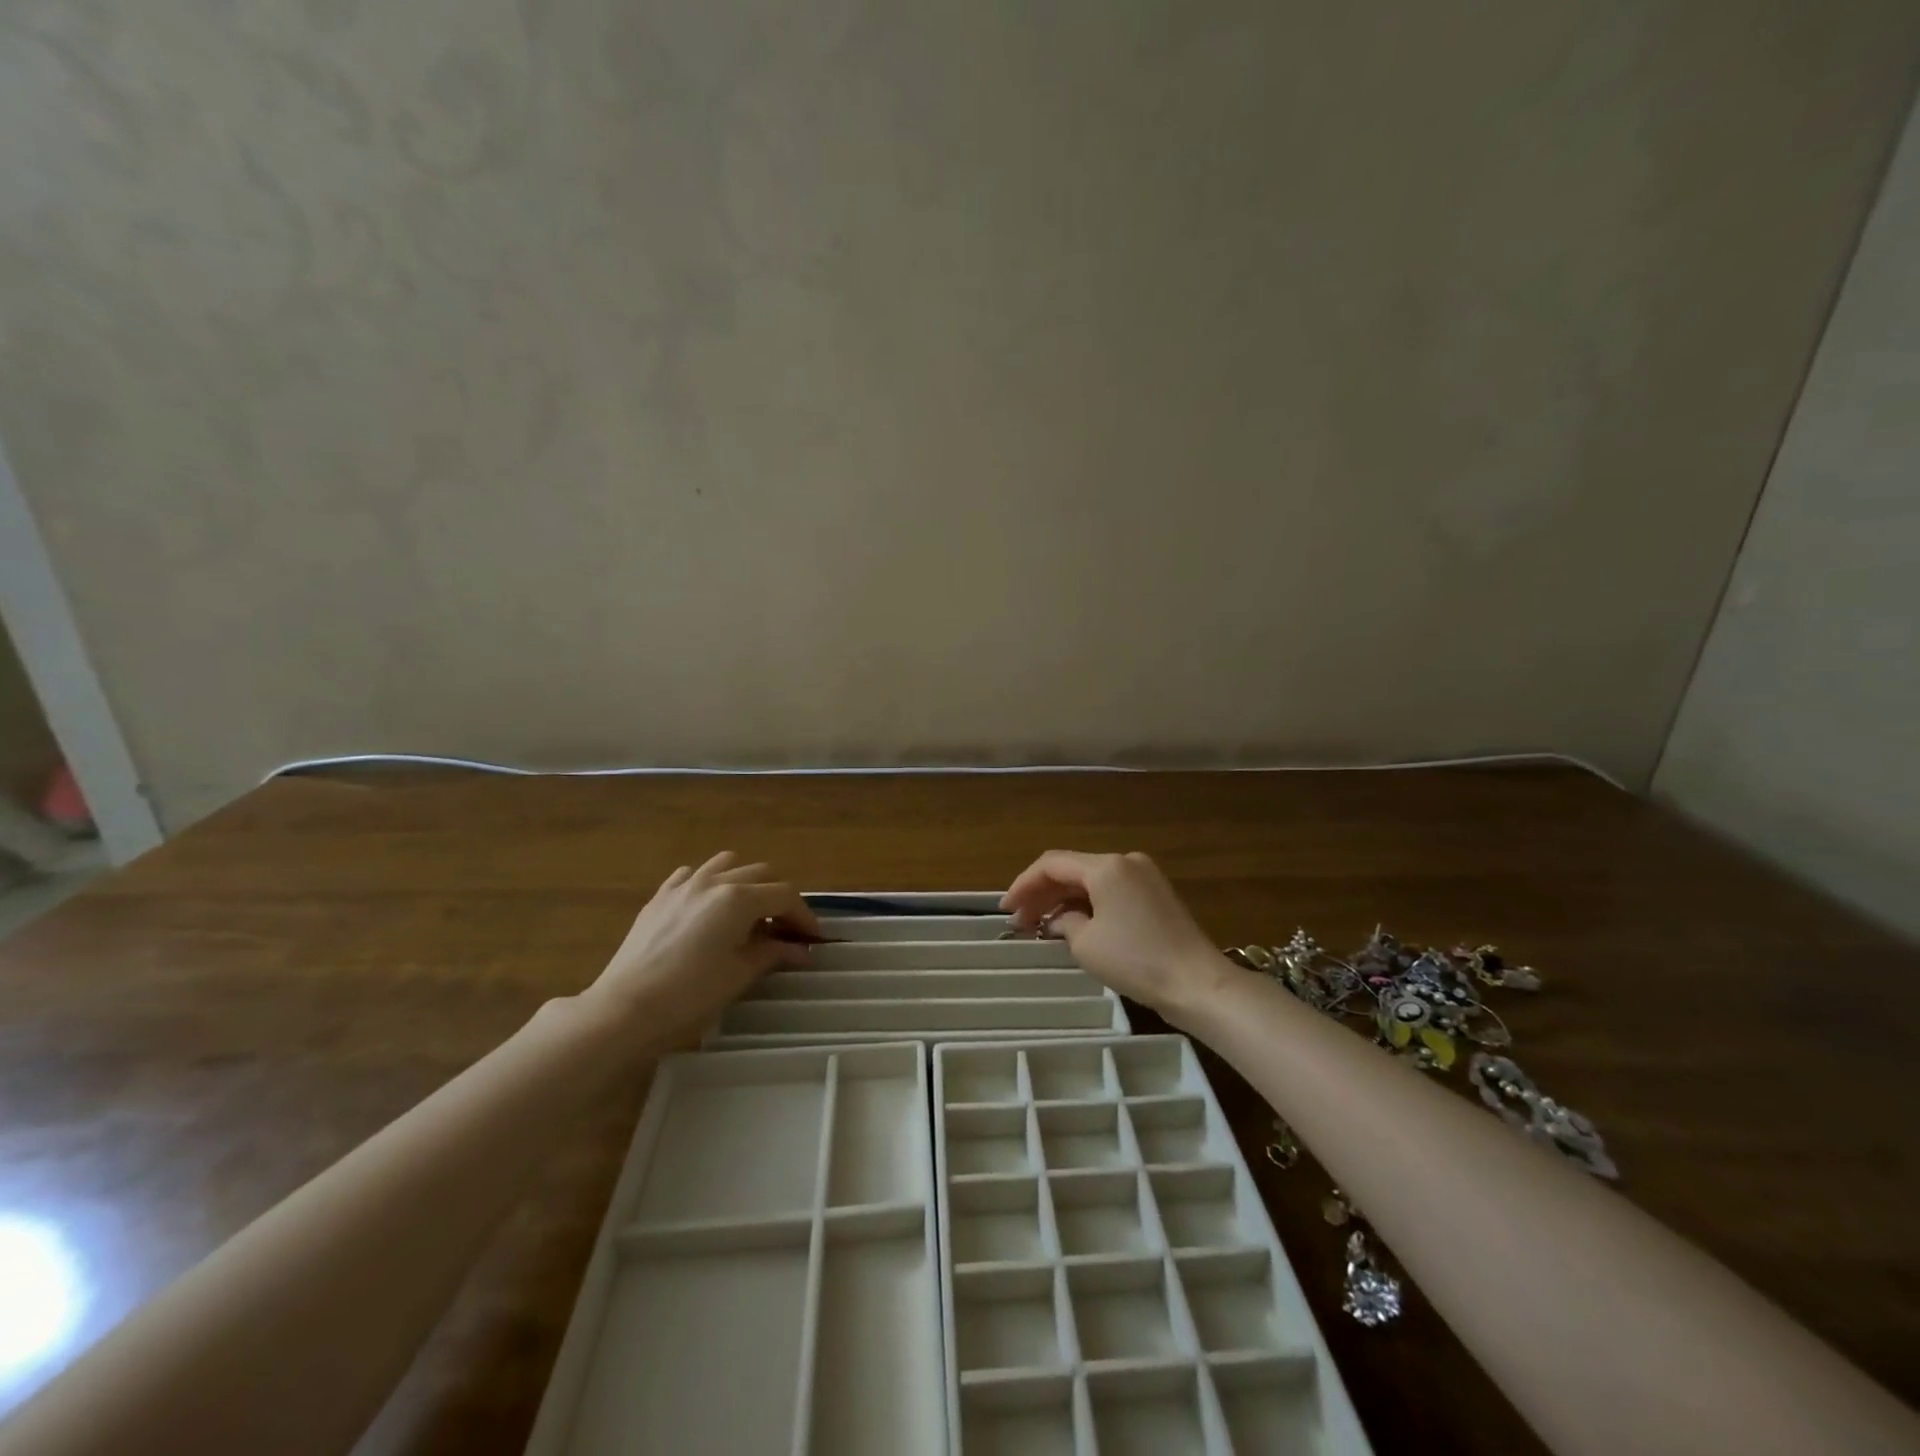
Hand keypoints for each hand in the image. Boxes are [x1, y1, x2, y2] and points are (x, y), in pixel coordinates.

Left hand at [582, 852, 818, 1049]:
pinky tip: (708, 909)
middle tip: (784, 931)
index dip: (803, 917)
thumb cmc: (690, 995)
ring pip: (727, 864)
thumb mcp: (740, 974)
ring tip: (747, 914)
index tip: (812, 940)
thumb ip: (773, 954)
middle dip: (778, 899)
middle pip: (761, 874)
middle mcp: (714, 881)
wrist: (624, 1010)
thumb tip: (802, 950)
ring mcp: (683, 885)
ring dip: (745, 882)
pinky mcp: (659, 898)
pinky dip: (709, 884)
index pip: (785, 896)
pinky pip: (692, 875)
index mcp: (739, 898)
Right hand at [1001, 851, 1230, 1023]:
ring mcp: (1144, 876)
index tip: (1005, 910)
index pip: (1052, 864)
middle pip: (1071, 870)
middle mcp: (1125, 861)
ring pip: (1091, 880)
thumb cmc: (1136, 960)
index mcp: (1106, 866)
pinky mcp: (1155, 894)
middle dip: (1042, 894)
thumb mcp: (1087, 944)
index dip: (1023, 884)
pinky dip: (1088, 904)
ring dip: (1064, 900)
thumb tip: (1057, 921)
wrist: (1197, 983)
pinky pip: (1111, 891)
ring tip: (1041, 926)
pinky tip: (1073, 924)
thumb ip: (1063, 923)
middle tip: (1019, 922)